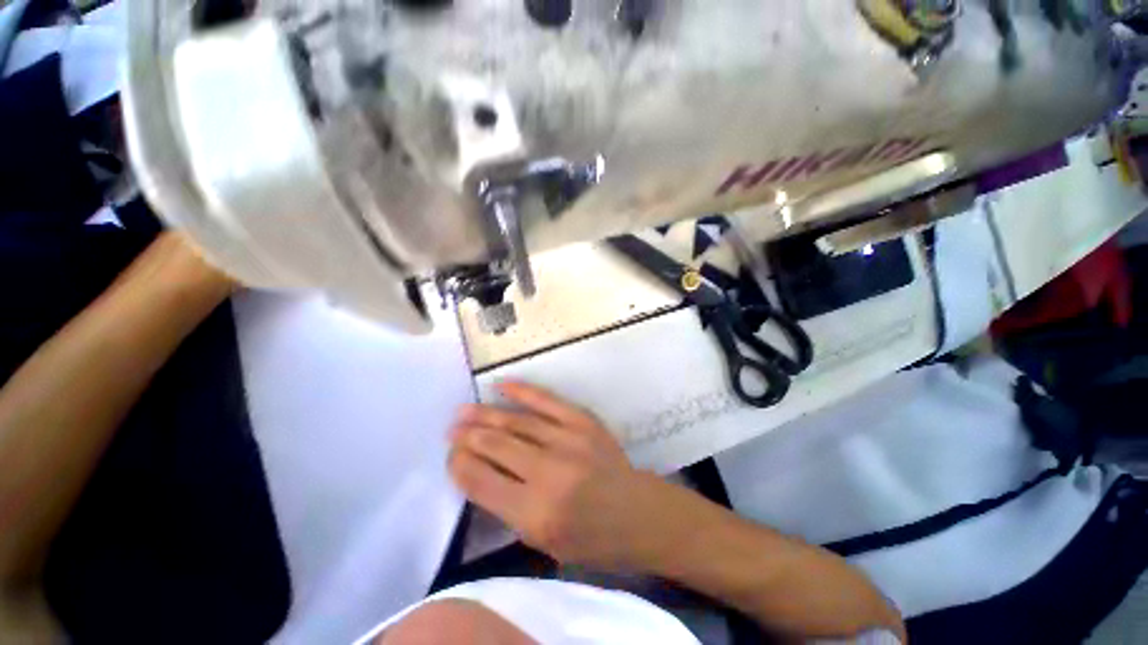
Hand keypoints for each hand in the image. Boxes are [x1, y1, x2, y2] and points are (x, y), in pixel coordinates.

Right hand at [448, 382, 681, 571]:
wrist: (638, 513)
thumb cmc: (591, 540)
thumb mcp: (543, 542)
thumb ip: (508, 508)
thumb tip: (478, 473)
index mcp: (536, 514)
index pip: (482, 482)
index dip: (460, 465)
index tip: (450, 456)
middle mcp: (549, 472)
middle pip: (496, 446)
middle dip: (468, 436)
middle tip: (451, 429)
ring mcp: (568, 440)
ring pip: (516, 422)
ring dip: (486, 414)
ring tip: (464, 411)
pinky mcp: (583, 421)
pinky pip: (547, 400)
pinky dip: (522, 391)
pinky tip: (501, 385)